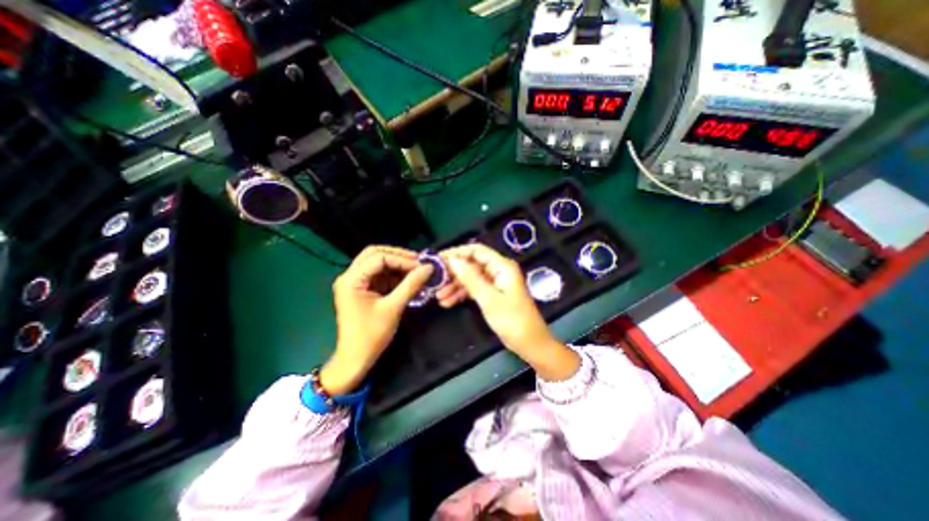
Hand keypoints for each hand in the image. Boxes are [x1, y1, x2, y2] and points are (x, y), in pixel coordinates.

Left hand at [322, 245, 433, 394]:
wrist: (356, 359)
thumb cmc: (372, 334)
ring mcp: (355, 283)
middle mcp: (350, 276)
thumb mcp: (394, 307)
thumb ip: (411, 285)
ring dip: (397, 265)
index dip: (402, 259)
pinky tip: (408, 280)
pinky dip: (395, 275)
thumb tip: (429, 268)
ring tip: (416, 271)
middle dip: (398, 256)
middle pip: (375, 254)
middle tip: (418, 263)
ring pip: (378, 263)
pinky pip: (380, 275)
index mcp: (351, 280)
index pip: (379, 258)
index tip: (421, 266)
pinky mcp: (363, 290)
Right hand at [441, 243, 577, 380]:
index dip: (456, 252)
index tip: (438, 259)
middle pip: (472, 264)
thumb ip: (470, 278)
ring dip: (455, 285)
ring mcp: (496, 283)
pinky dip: (462, 294)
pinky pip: (475, 289)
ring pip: (471, 278)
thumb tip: (453, 260)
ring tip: (438, 296)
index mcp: (502, 266)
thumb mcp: (489, 299)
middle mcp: (498, 270)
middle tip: (435, 280)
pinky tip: (448, 302)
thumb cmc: (512, 320)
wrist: (531, 343)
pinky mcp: (493, 294)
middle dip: (453, 272)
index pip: (476, 251)